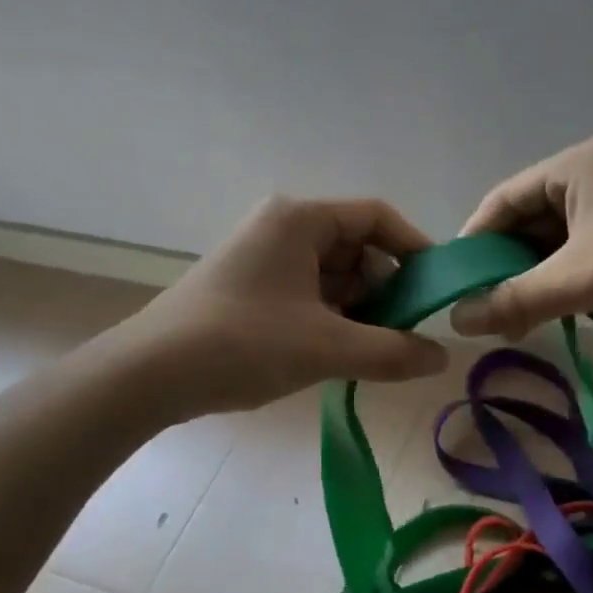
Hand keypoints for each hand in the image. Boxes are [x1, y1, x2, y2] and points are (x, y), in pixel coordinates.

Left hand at [125, 196, 449, 417]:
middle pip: (356, 247)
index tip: (437, 289)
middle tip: (407, 331)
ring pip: (333, 275)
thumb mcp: (326, 348)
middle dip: (386, 288)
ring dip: (360, 309)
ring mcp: (264, 259)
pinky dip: (332, 319)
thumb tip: (444, 357)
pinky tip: (340, 354)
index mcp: (300, 220)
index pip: (376, 217)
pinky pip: (309, 294)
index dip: (414, 248)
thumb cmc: (242, 344)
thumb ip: (392, 351)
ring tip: (375, 350)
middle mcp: (282, 229)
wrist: (148, 375)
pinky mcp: (251, 289)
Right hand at [450, 136, 592, 341]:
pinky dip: (564, 289)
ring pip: (555, 248)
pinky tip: (551, 320)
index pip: (503, 199)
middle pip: (528, 224)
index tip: (453, 285)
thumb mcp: (583, 279)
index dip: (474, 241)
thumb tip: (456, 320)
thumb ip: (516, 299)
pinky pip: (583, 262)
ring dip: (534, 284)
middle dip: (505, 269)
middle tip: (481, 314)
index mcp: (577, 167)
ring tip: (510, 325)